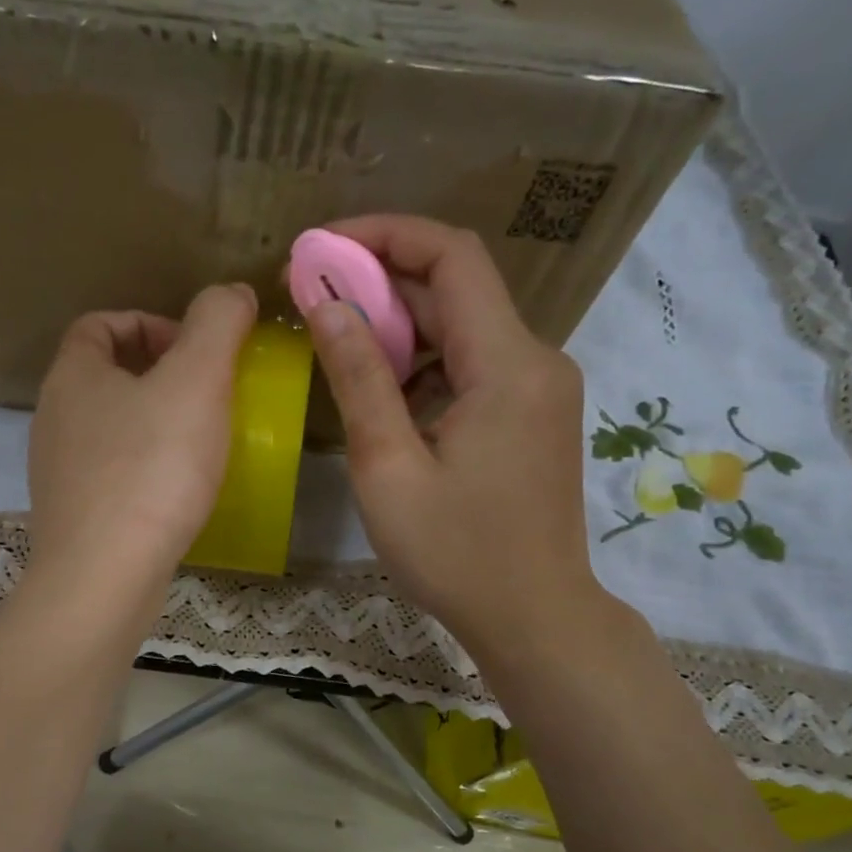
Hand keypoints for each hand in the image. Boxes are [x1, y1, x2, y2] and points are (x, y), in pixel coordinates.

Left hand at [27, 283, 256, 607]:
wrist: (104, 576)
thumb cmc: (150, 469)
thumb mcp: (196, 380)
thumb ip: (217, 323)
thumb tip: (232, 294)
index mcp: (72, 375)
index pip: (100, 324)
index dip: (149, 322)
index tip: (195, 349)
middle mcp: (54, 418)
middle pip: (105, 375)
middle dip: (158, 374)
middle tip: (208, 394)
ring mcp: (59, 471)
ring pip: (110, 427)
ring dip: (154, 422)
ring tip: (201, 442)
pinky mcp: (75, 516)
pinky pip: (113, 473)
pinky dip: (146, 468)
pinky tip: (180, 491)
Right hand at [306, 215, 614, 662]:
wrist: (534, 617)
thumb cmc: (456, 554)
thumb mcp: (389, 469)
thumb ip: (359, 380)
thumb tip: (326, 304)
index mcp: (508, 365)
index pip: (452, 256)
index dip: (385, 234)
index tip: (322, 246)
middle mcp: (536, 360)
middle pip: (457, 288)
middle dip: (381, 282)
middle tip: (311, 295)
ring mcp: (539, 388)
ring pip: (463, 327)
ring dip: (399, 325)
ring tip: (336, 344)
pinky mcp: (532, 414)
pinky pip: (474, 364)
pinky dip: (424, 363)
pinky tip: (383, 394)